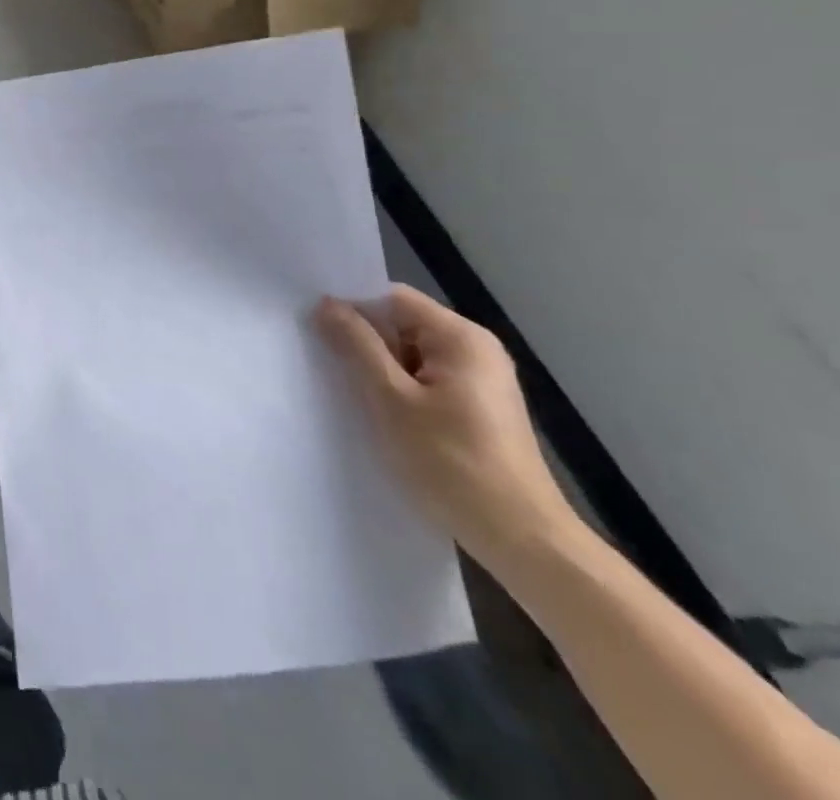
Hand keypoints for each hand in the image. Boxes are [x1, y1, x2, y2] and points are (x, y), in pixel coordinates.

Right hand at [318, 287, 576, 569]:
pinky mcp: (479, 410)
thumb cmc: (453, 464)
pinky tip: (381, 416)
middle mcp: (476, 350)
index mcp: (460, 337)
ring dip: (380, 371)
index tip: (316, 327)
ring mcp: (481, 381)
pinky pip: (426, 382)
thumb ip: (357, 346)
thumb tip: (327, 303)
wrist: (523, 542)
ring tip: (349, 393)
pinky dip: (400, 391)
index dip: (352, 308)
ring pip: (411, 356)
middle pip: (402, 325)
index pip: (392, 298)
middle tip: (325, 363)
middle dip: (364, 342)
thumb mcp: (391, 400)